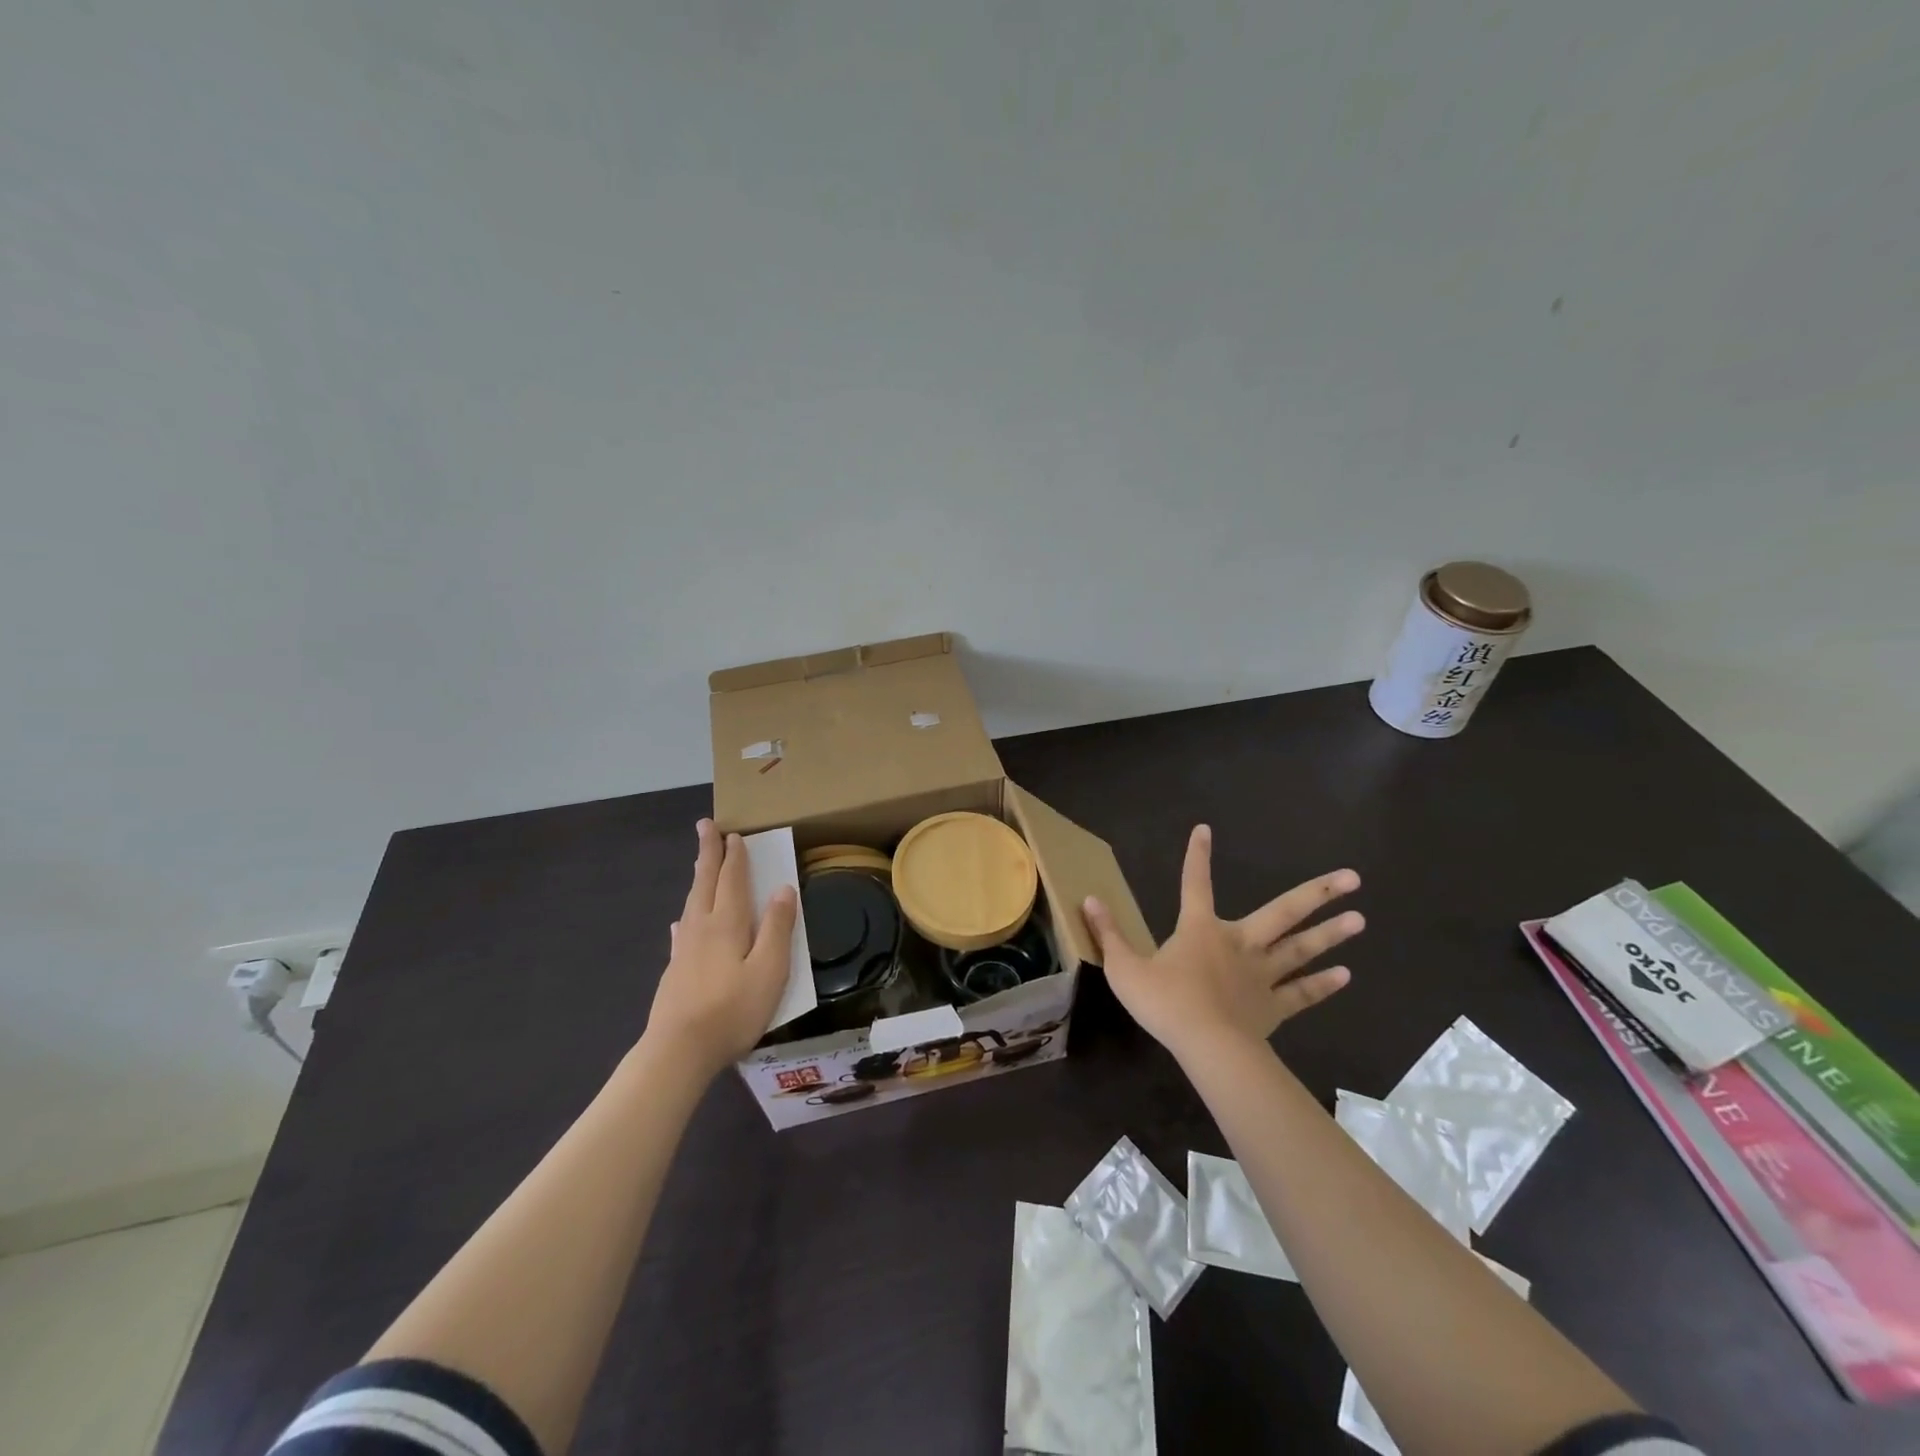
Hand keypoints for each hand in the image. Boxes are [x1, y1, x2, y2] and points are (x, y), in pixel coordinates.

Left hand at [644, 819, 797, 1077]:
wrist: (678, 1051)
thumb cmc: (732, 1010)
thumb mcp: (769, 970)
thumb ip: (778, 928)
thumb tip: (784, 889)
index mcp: (728, 923)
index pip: (732, 880)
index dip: (735, 857)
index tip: (734, 833)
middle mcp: (702, 927)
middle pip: (705, 882)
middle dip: (708, 853)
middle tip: (705, 826)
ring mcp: (684, 949)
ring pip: (692, 903)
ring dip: (698, 878)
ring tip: (700, 864)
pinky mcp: (675, 970)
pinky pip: (682, 930)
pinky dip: (686, 916)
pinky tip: (681, 922)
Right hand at [1082, 825, 1362, 1061]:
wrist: (1206, 1046)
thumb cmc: (1164, 1002)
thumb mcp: (1125, 967)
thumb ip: (1107, 933)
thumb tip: (1088, 899)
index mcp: (1199, 929)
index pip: (1194, 883)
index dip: (1197, 857)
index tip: (1204, 830)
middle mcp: (1238, 942)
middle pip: (1283, 912)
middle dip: (1316, 893)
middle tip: (1352, 878)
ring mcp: (1261, 974)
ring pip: (1301, 948)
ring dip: (1329, 933)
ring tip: (1360, 918)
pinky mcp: (1274, 1006)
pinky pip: (1302, 992)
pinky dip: (1323, 984)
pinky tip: (1345, 975)